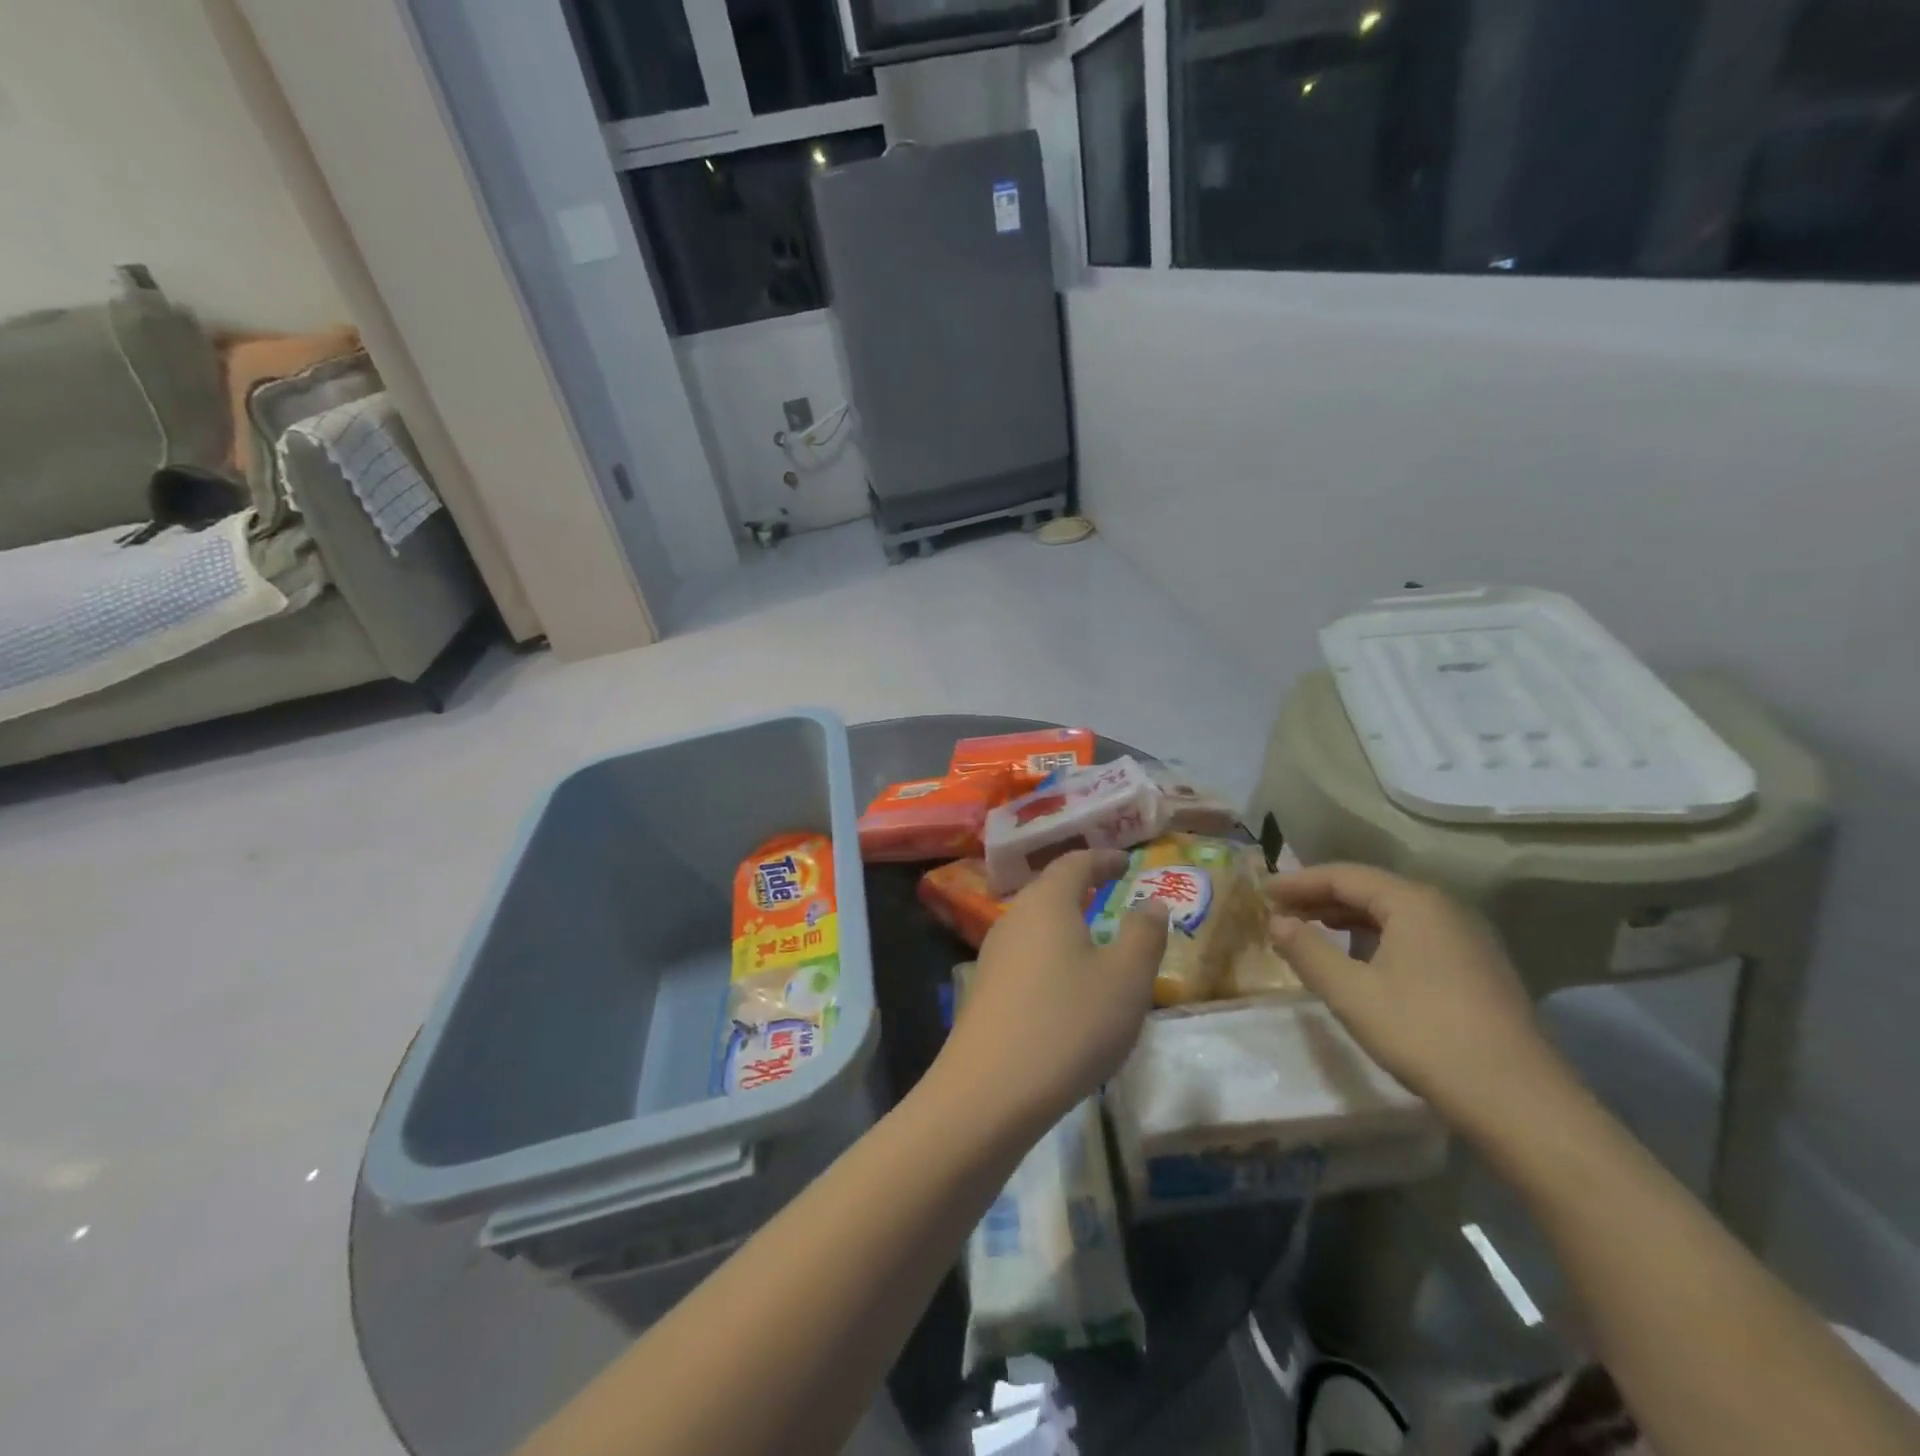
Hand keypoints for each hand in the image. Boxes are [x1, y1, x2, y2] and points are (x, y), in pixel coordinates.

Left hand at [940, 849, 1168, 1128]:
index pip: (1074, 862)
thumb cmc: (1069, 1024)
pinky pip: (1025, 955)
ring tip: (1093, 937)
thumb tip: (1152, 901)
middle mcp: (1014, 918)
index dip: (1102, 858)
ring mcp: (993, 954)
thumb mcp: (1126, 979)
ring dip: (1064, 922)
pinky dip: (1050, 954)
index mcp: (1048, 903)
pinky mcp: (985, 989)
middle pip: (1049, 890)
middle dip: (1081, 886)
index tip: (1126, 862)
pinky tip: (1064, 984)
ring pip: (1035, 924)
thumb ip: (1144, 934)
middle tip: (1110, 890)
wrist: (990, 1090)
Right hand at [1266, 864, 1571, 1131]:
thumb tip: (1277, 922)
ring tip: (1312, 932)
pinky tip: (1361, 961)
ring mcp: (1467, 939)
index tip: (1263, 892)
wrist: (1519, 1101)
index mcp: (1413, 902)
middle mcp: (1444, 909)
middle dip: (1321, 898)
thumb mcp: (1351, 993)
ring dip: (1347, 918)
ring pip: (1394, 913)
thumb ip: (1307, 951)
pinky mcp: (1477, 969)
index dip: (1299, 882)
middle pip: (1371, 889)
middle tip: (1281, 912)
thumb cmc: (1424, 1034)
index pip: (1344, 875)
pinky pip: (1414, 935)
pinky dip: (1376, 937)